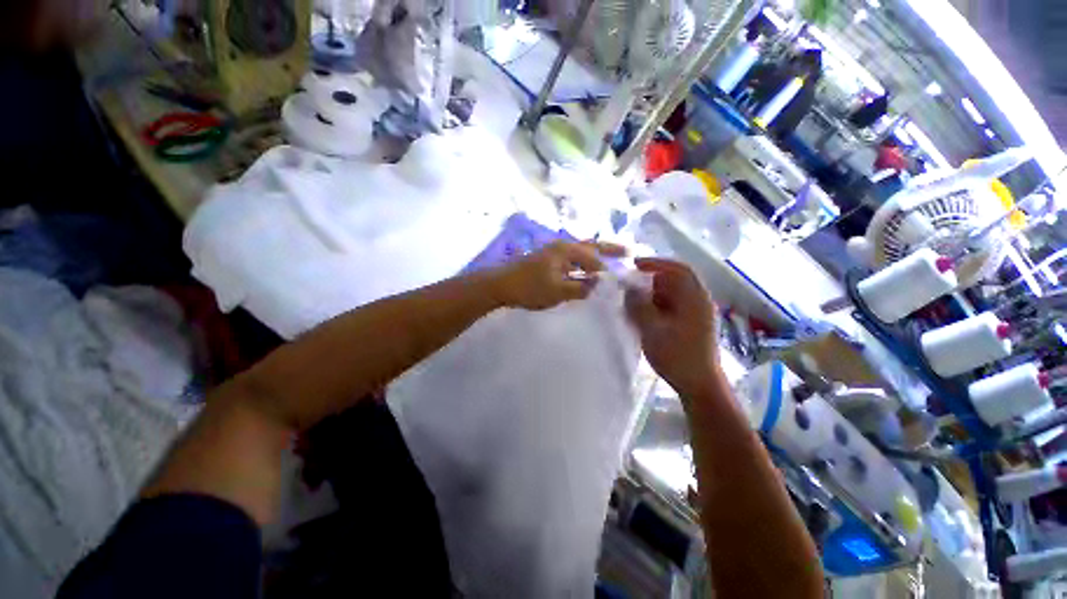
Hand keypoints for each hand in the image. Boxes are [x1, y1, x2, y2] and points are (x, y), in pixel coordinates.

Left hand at [490, 241, 625, 310]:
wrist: (500, 285)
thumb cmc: (529, 287)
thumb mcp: (558, 291)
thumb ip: (580, 288)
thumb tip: (597, 285)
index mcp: (567, 250)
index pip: (594, 257)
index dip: (607, 268)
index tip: (619, 278)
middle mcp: (562, 246)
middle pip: (590, 246)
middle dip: (608, 250)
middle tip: (626, 251)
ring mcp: (553, 252)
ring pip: (580, 252)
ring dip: (594, 256)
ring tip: (608, 262)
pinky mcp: (546, 260)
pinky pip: (571, 260)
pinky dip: (581, 264)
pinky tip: (583, 272)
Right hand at [625, 258, 720, 398]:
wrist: (699, 385)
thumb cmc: (678, 356)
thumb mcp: (652, 329)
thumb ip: (638, 306)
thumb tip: (628, 288)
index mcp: (695, 298)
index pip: (679, 269)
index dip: (657, 263)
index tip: (634, 265)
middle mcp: (698, 302)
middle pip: (673, 281)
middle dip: (649, 281)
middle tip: (627, 286)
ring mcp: (695, 314)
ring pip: (670, 295)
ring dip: (650, 295)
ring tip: (630, 302)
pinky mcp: (689, 325)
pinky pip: (669, 308)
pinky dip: (654, 307)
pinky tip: (640, 315)